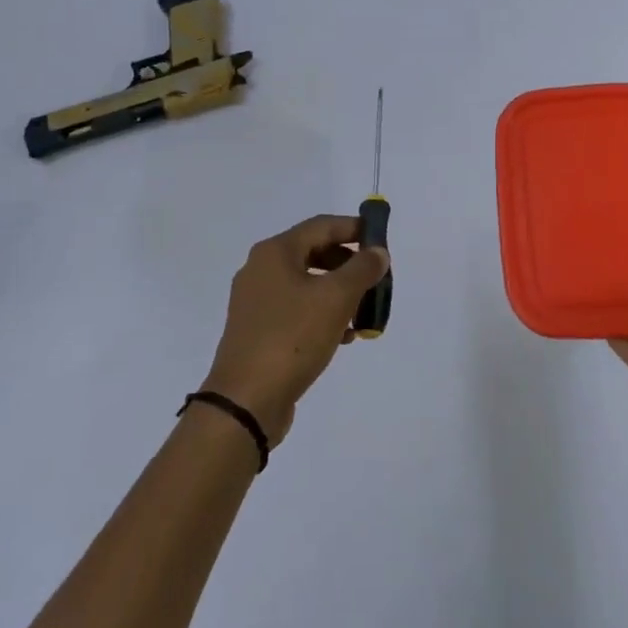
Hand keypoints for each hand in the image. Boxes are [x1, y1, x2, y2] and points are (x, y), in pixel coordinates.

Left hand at [201, 214, 389, 445]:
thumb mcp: (337, 298)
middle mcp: (261, 270)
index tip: (381, 240)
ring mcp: (256, 302)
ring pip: (307, 284)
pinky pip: (297, 310)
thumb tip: (377, 252)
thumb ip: (362, 269)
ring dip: (338, 292)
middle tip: (376, 279)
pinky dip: (322, 314)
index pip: (322, 225)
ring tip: (363, 313)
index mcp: (275, 252)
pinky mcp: (257, 331)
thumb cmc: (293, 338)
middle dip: (349, 264)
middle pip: (314, 253)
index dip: (354, 228)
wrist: (245, 402)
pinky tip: (342, 336)